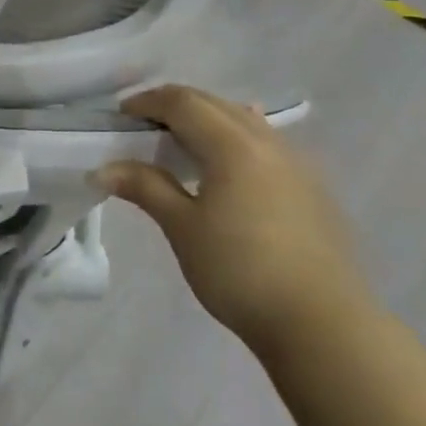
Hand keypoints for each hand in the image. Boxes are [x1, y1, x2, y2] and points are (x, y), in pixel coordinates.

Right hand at [96, 85, 372, 356]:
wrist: (322, 323)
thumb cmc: (239, 271)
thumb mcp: (182, 228)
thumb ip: (145, 188)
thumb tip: (103, 169)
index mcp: (234, 146)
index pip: (184, 103)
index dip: (148, 102)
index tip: (120, 115)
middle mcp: (268, 143)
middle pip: (215, 105)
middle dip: (176, 106)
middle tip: (143, 126)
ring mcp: (297, 165)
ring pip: (245, 122)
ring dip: (208, 121)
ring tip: (181, 145)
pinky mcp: (311, 189)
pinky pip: (265, 145)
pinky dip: (234, 142)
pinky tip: (227, 170)